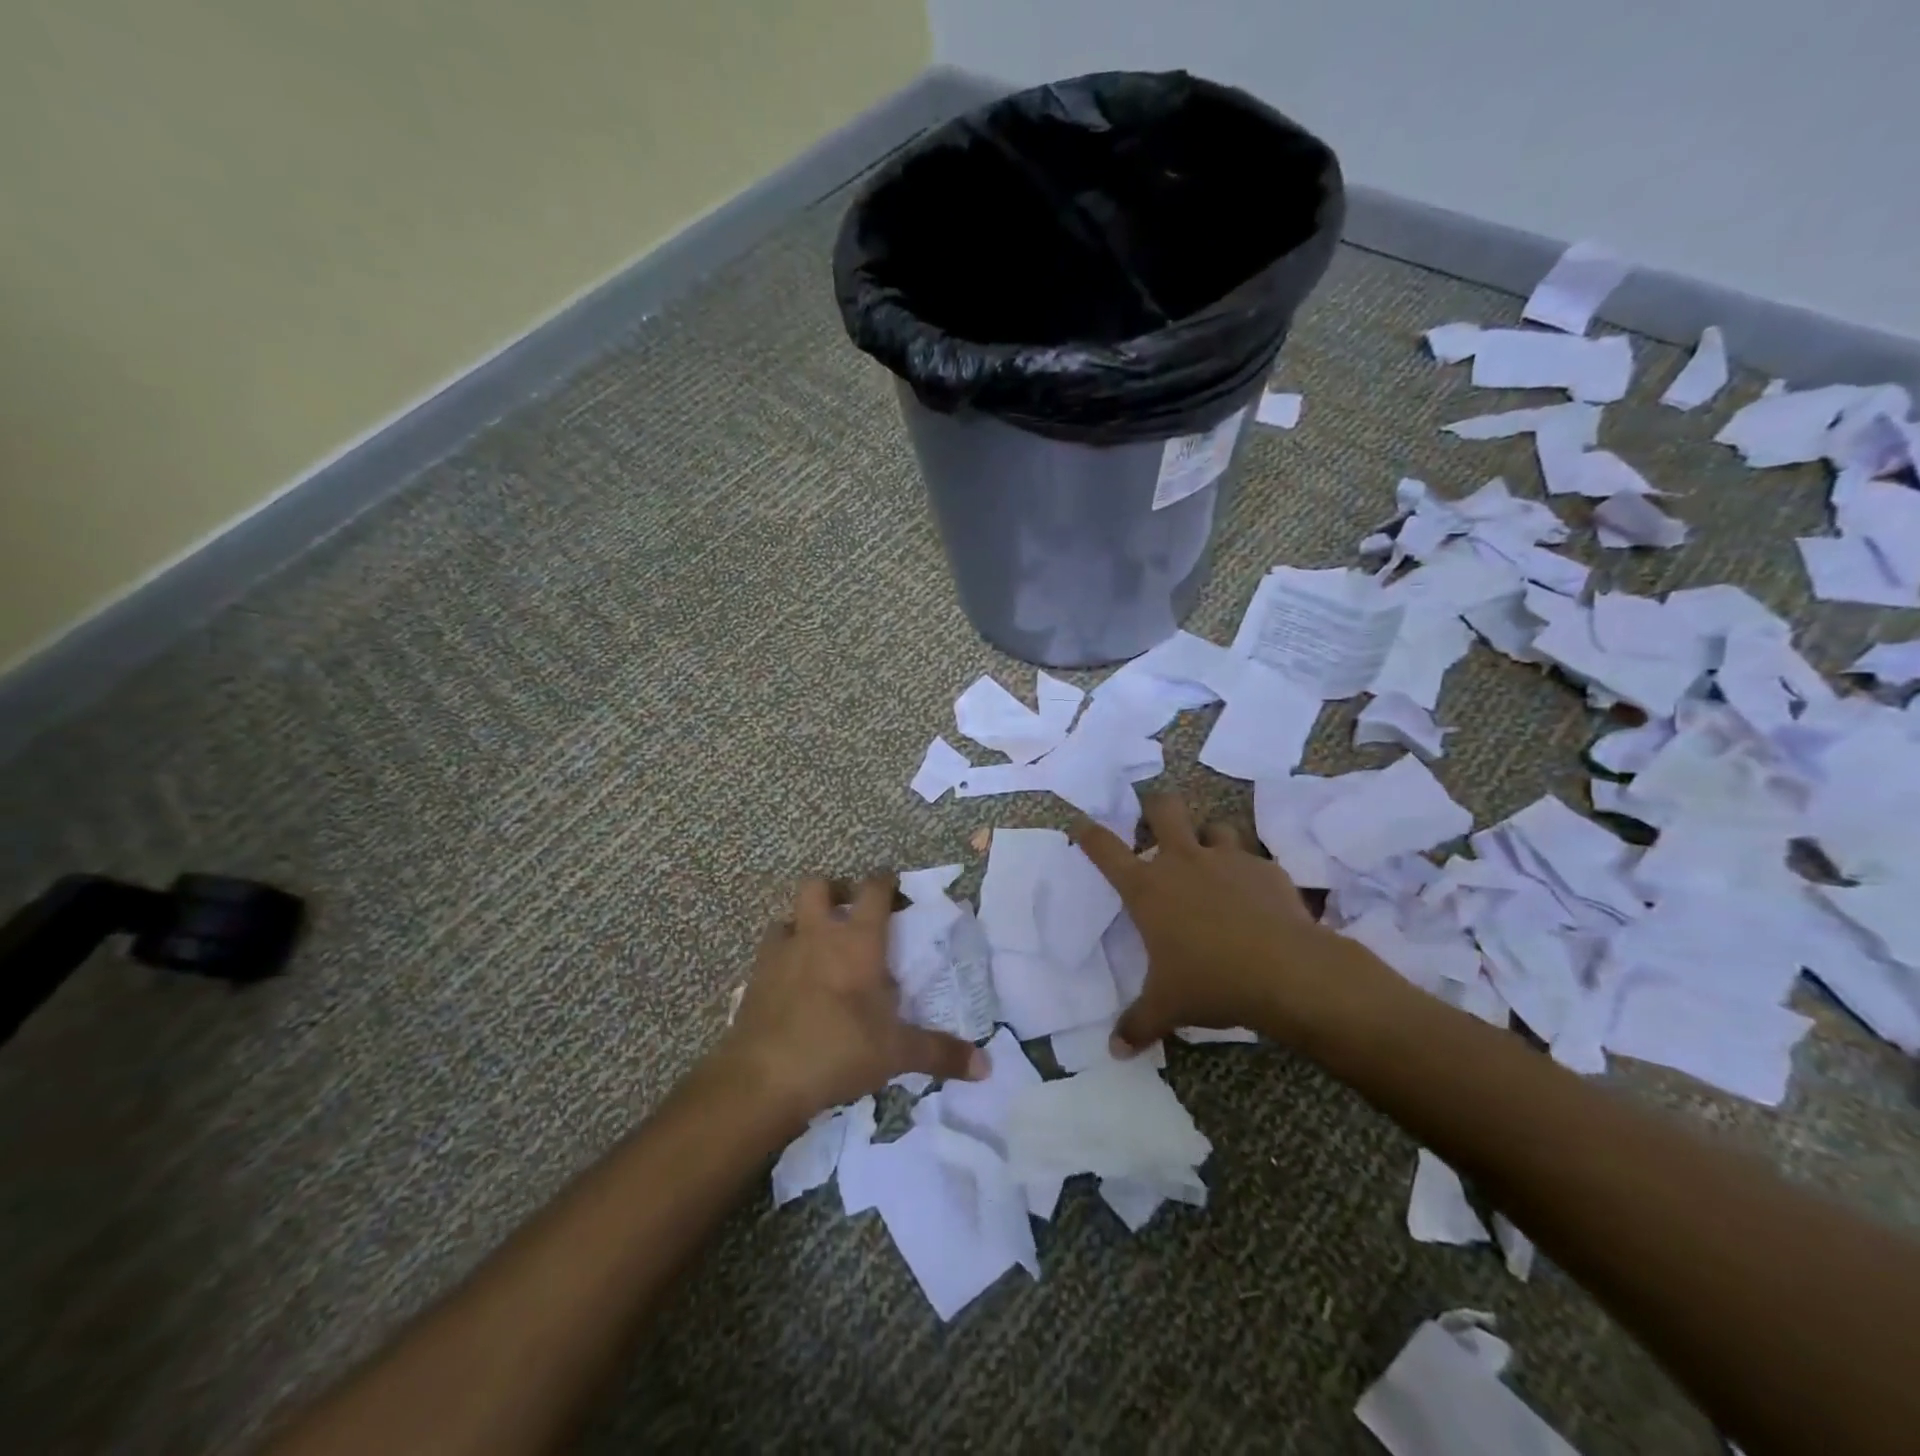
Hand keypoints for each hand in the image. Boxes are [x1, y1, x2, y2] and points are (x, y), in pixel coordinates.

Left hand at [715, 874, 987, 1126]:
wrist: (762, 1078)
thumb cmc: (838, 1050)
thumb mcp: (896, 1053)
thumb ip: (940, 1053)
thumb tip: (986, 1066)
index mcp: (856, 940)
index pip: (874, 889)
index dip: (886, 881)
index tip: (896, 888)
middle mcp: (816, 935)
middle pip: (819, 885)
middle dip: (836, 890)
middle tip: (851, 912)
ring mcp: (780, 953)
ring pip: (788, 915)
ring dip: (804, 921)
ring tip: (818, 946)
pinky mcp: (754, 978)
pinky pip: (769, 951)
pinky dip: (782, 955)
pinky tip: (792, 981)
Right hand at [1073, 793, 1399, 1053]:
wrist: (1287, 972)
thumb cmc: (1212, 982)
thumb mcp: (1168, 1007)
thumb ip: (1138, 1024)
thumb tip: (1115, 1051)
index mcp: (1148, 888)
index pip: (1105, 849)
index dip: (1088, 832)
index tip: (1080, 822)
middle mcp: (1183, 861)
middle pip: (1163, 808)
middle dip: (1155, 805)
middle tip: (1155, 818)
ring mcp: (1228, 859)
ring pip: (1214, 826)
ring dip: (1208, 837)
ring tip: (1211, 858)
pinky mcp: (1266, 868)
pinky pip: (1253, 858)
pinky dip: (1249, 871)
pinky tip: (1256, 895)